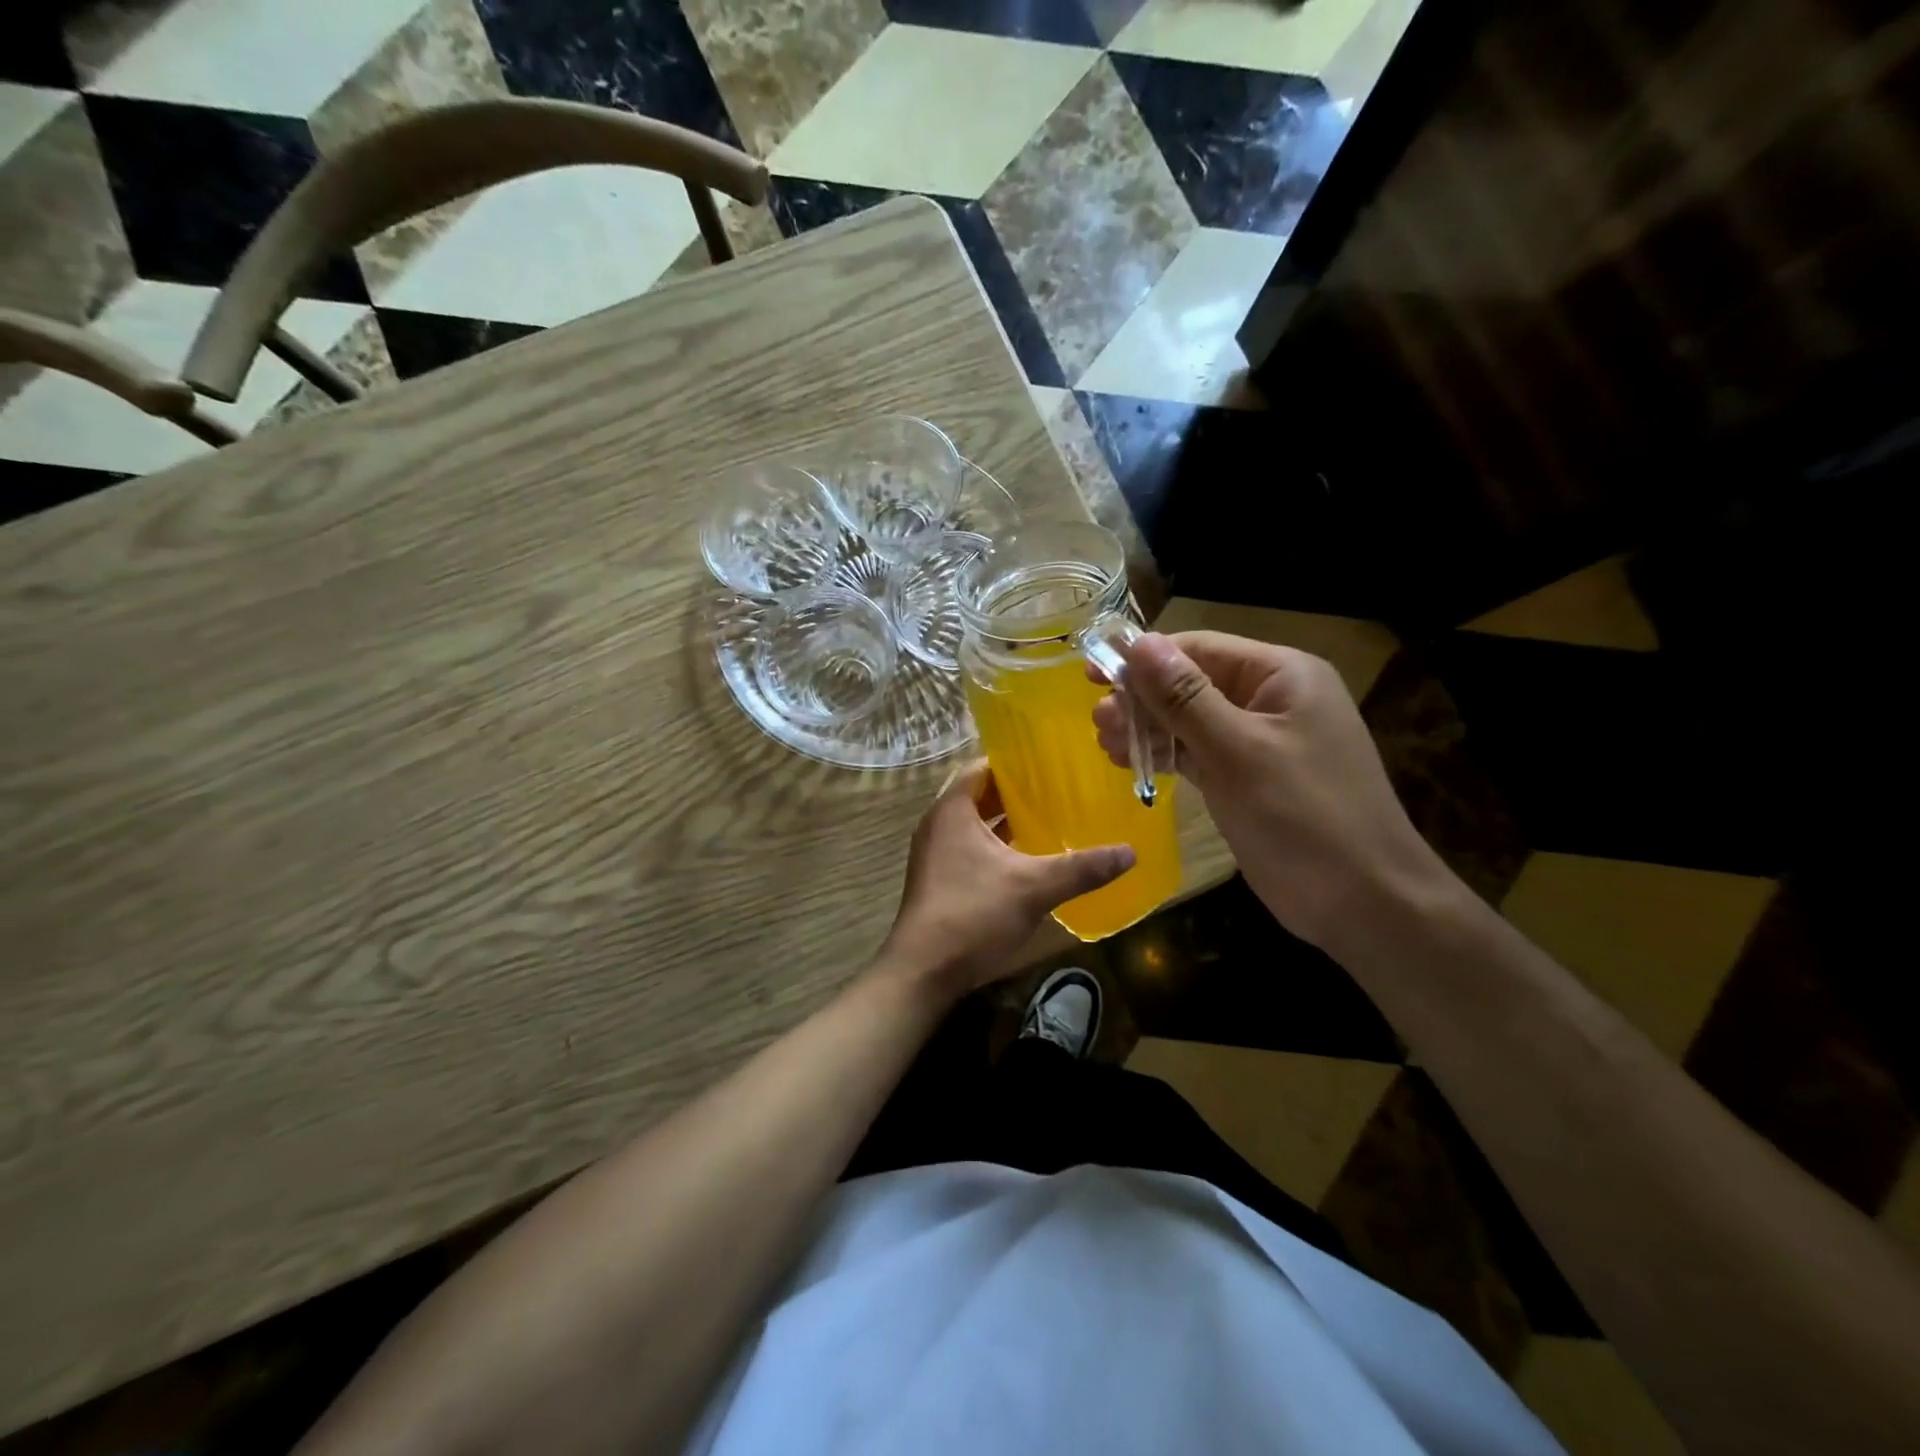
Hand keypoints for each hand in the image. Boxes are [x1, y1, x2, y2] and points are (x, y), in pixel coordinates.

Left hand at [880, 761, 1133, 996]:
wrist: (924, 971)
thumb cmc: (973, 914)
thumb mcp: (1034, 887)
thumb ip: (1081, 868)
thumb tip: (1130, 852)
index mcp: (952, 811)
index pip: (982, 768)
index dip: (1014, 763)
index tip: (1049, 762)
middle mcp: (938, 825)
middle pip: (979, 795)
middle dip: (1015, 793)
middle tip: (1057, 789)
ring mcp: (936, 854)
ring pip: (975, 825)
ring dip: (1006, 821)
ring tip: (1049, 818)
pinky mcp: (939, 880)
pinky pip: (971, 848)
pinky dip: (997, 846)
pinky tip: (1028, 858)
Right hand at [1092, 631, 1444, 950]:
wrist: (1363, 902)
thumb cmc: (1303, 816)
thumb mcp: (1237, 751)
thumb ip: (1184, 697)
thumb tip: (1138, 643)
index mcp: (1281, 676)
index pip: (1200, 649)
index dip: (1143, 658)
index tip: (1091, 673)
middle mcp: (1270, 699)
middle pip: (1191, 683)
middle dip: (1142, 700)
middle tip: (1097, 722)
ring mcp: (1259, 741)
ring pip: (1190, 720)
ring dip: (1147, 729)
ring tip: (1105, 743)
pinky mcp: (1247, 778)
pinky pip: (1198, 753)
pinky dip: (1165, 755)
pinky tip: (1129, 761)